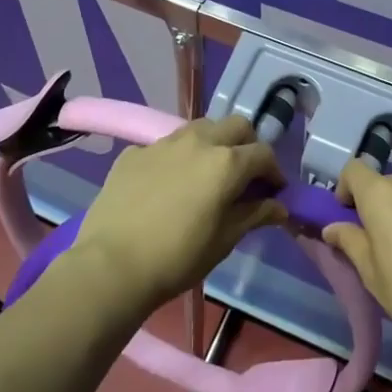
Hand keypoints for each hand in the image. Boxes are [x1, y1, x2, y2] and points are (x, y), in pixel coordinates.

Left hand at [70, 116, 287, 316]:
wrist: (111, 265)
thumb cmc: (177, 258)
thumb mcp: (224, 240)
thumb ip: (254, 215)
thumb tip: (279, 206)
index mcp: (226, 162)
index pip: (263, 154)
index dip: (274, 172)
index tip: (273, 192)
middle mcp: (199, 141)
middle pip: (236, 126)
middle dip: (247, 145)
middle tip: (244, 175)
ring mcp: (164, 142)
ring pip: (200, 128)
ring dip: (213, 143)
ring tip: (206, 173)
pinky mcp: (135, 151)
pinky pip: (165, 145)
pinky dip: (176, 158)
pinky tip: (167, 185)